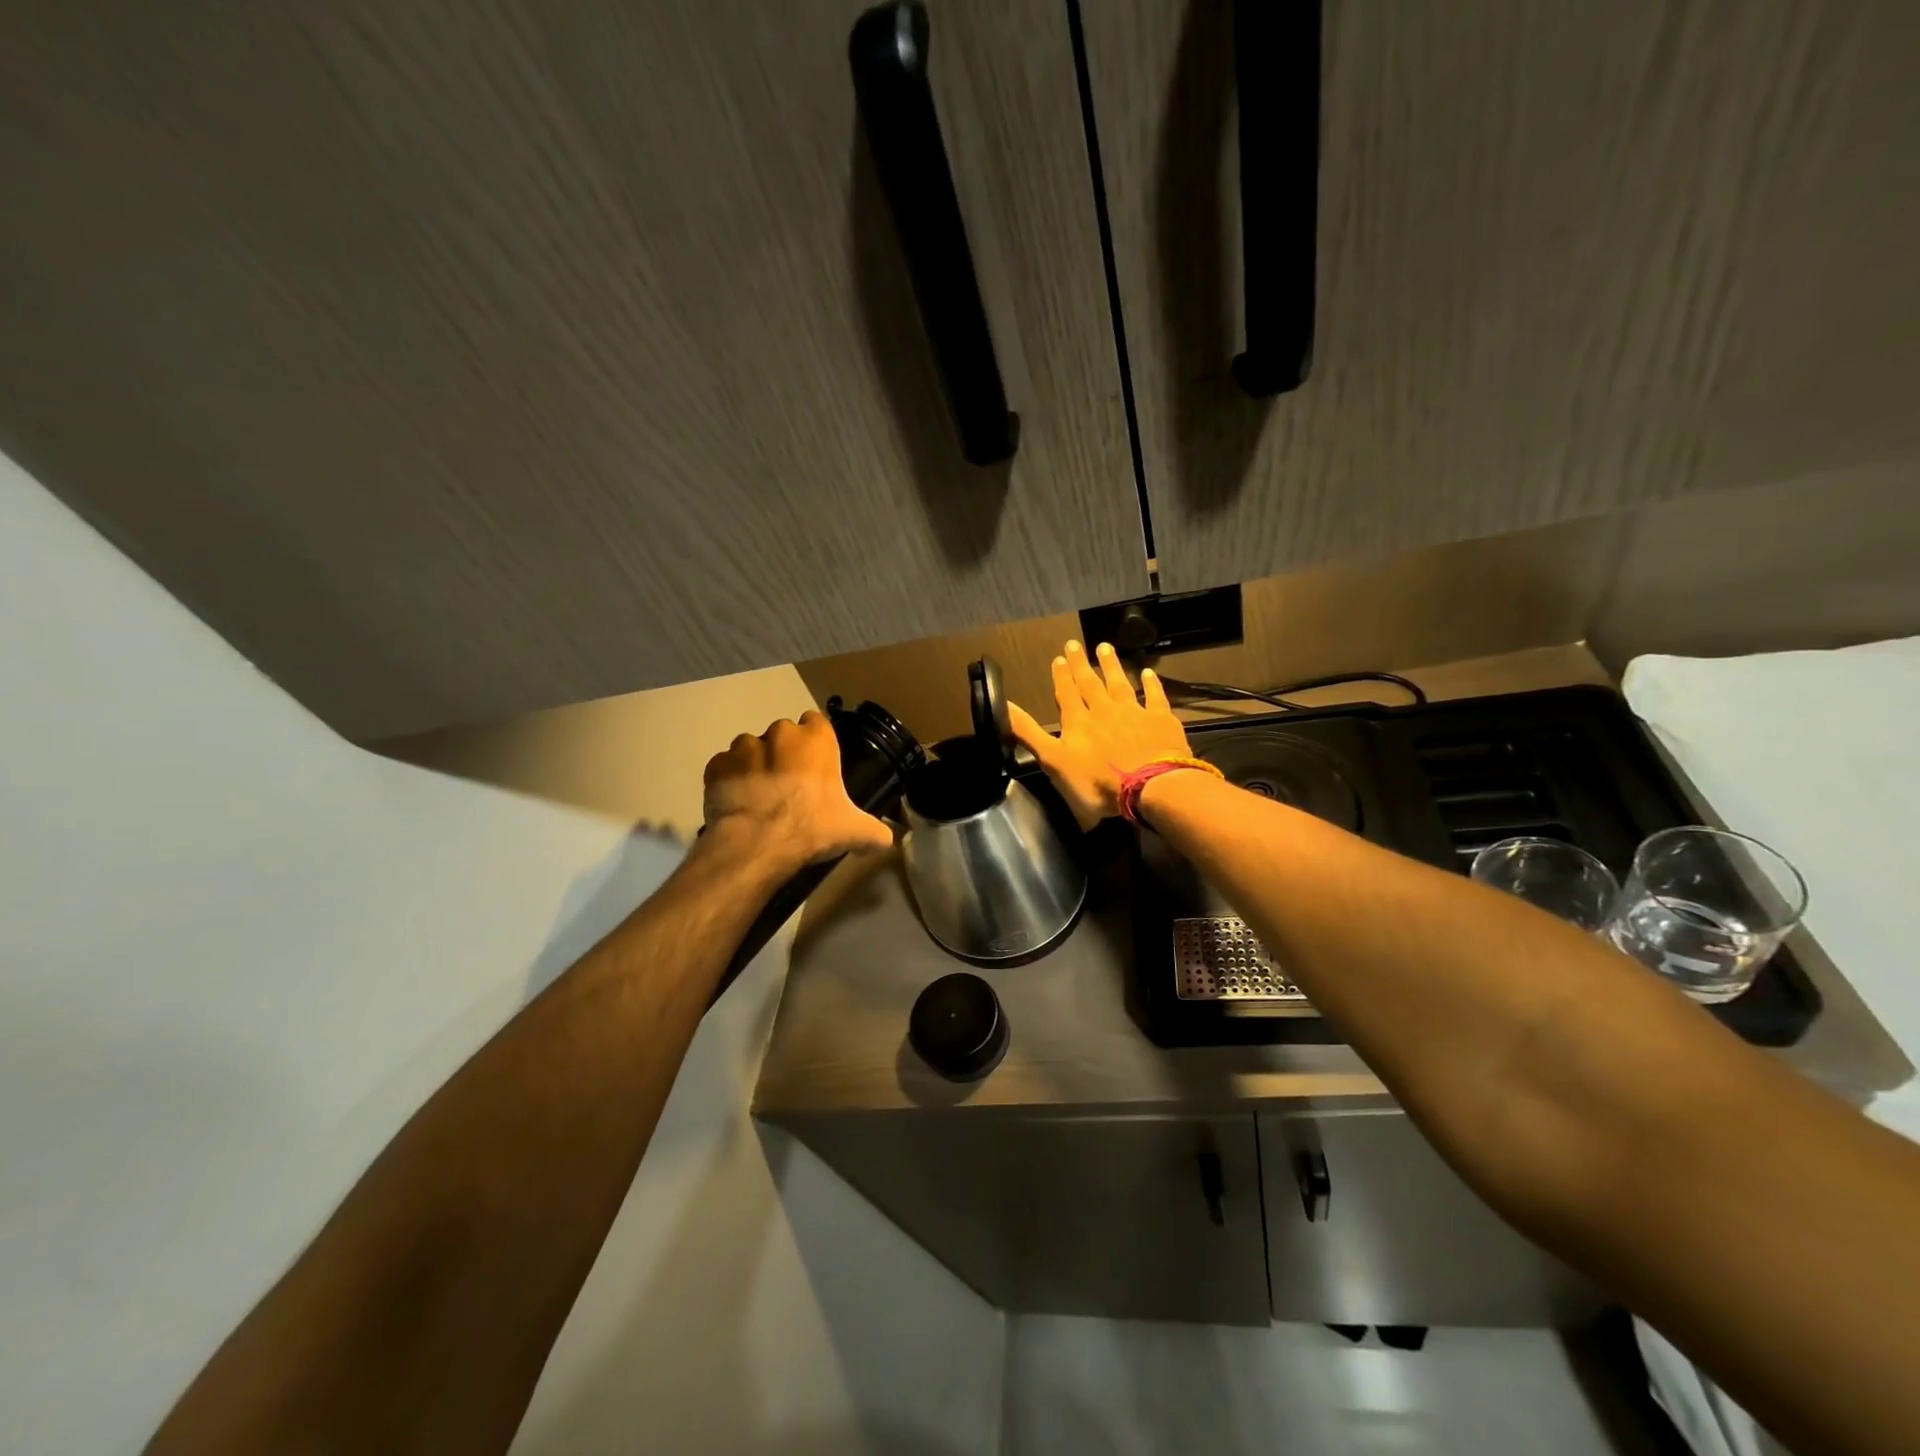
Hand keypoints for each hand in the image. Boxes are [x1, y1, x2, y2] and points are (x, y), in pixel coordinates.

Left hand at [702, 712, 893, 872]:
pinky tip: (737, 804)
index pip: (816, 723)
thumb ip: (876, 831)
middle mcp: (779, 733)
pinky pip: (725, 768)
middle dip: (784, 754)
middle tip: (789, 787)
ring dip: (755, 765)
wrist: (757, 844)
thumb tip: (888, 839)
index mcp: (816, 739)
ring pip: (750, 749)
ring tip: (760, 796)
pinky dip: (729, 781)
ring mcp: (743, 747)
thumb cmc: (812, 827)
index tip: (816, 767)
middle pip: (783, 735)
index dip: (815, 744)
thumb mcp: (854, 831)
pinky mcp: (716, 766)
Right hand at [1009, 640, 1193, 827]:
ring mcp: (1134, 713)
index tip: (1058, 658)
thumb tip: (1004, 706)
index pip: (1067, 694)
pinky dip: (1151, 684)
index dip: (1061, 677)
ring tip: (1104, 647)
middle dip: (1081, 664)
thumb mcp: (1053, 762)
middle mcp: (1104, 711)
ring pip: (1119, 684)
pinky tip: (1147, 673)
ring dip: (1111, 666)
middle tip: (1075, 644)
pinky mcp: (1160, 721)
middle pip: (1091, 683)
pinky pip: (1154, 697)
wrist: (1149, 787)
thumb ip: (1029, 733)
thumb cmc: (1097, 782)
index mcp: (1078, 723)